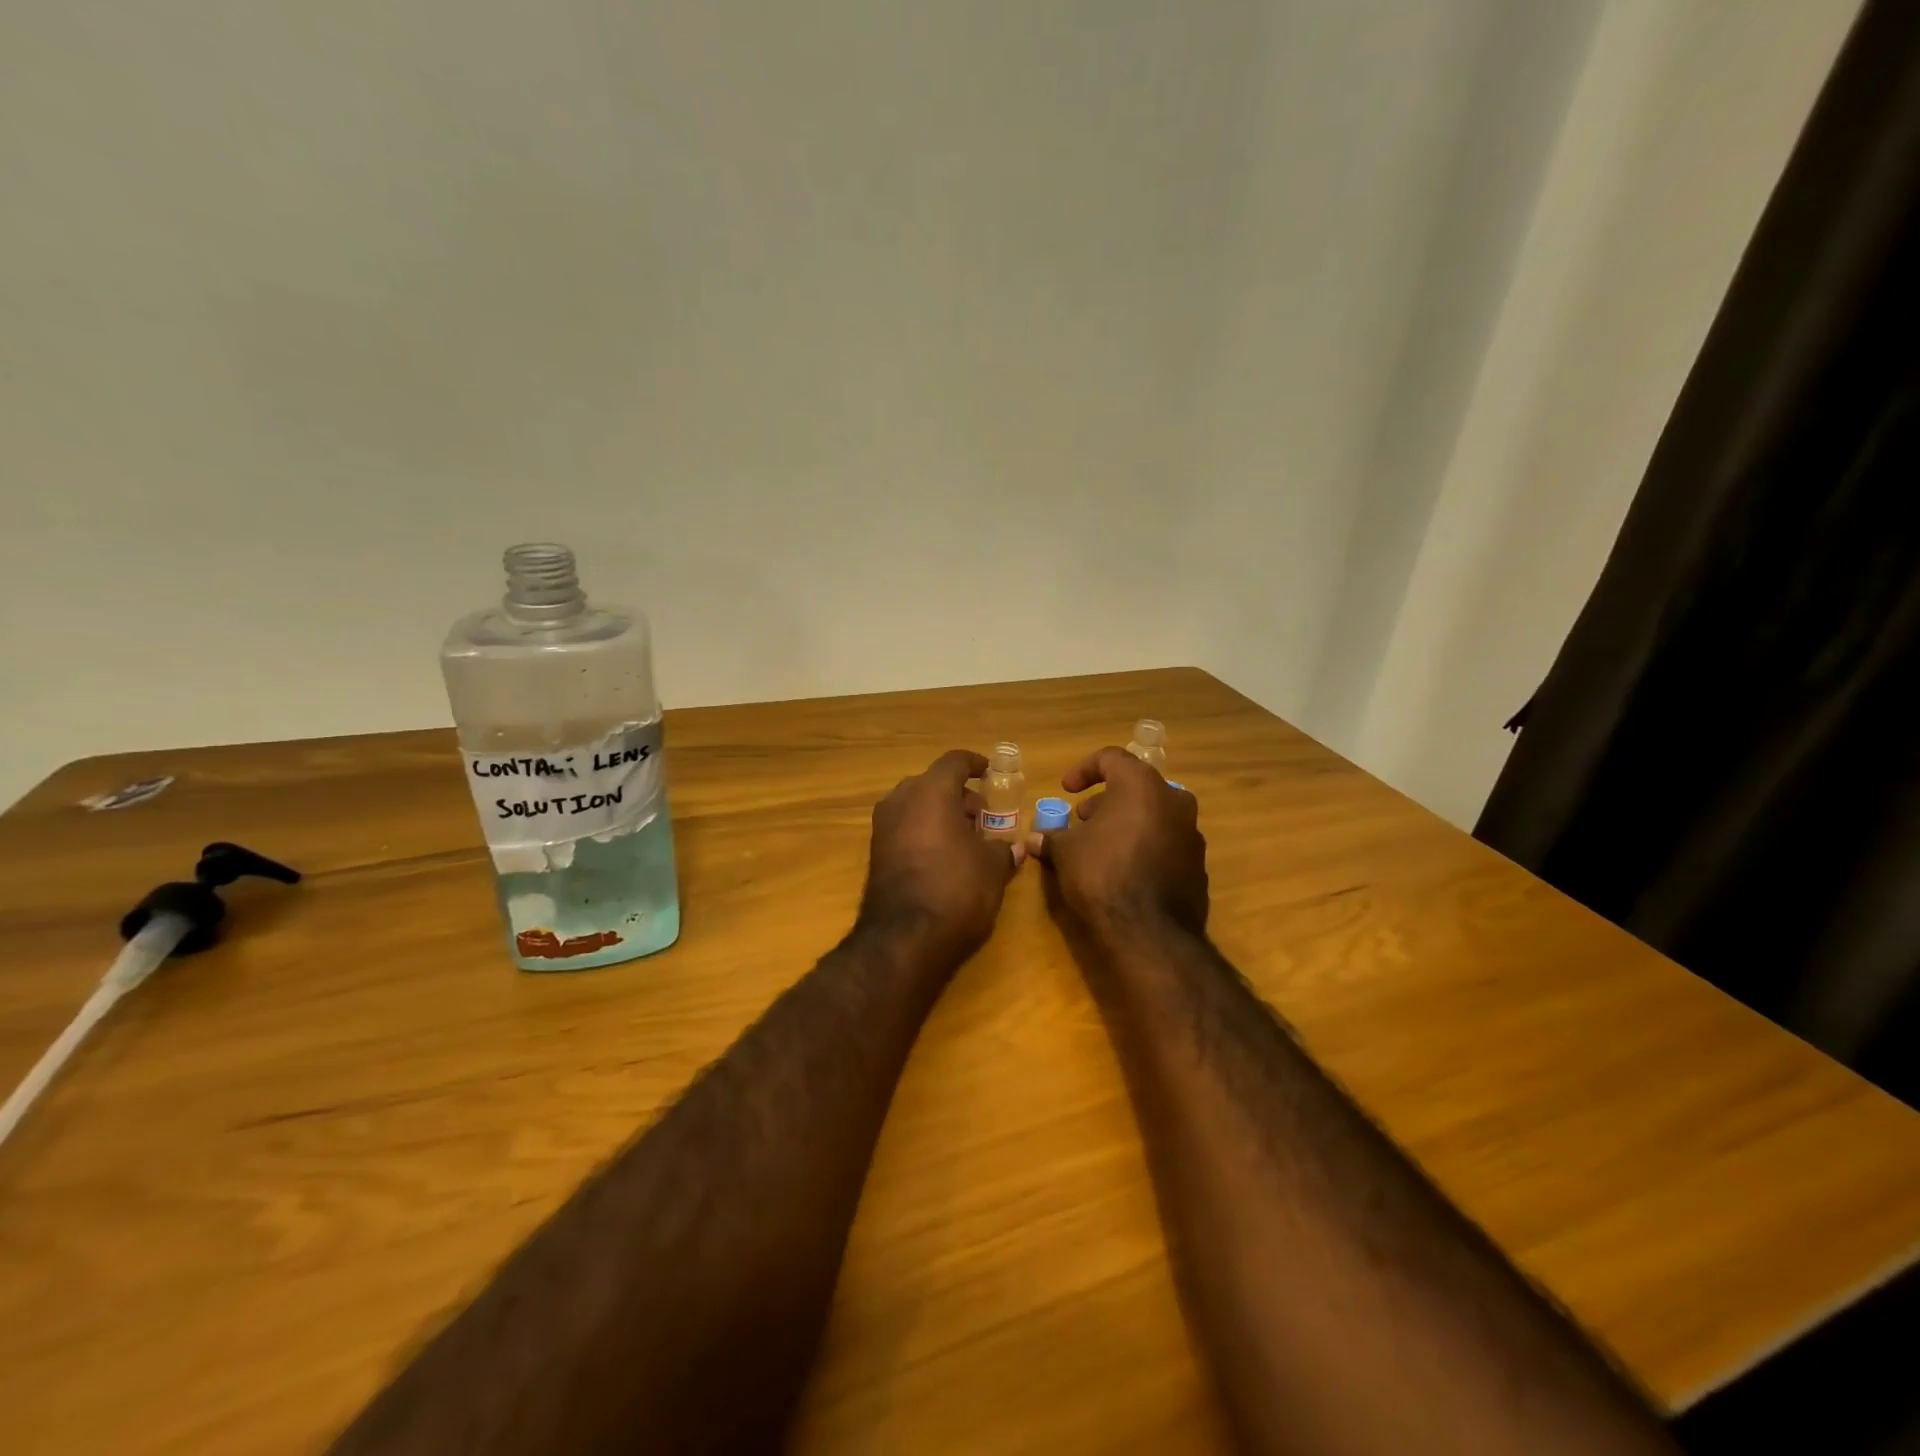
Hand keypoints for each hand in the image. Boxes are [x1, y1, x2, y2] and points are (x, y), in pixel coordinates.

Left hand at [857, 749, 1025, 963]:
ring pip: (915, 805)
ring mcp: (883, 826)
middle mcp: (901, 800)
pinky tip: (943, 855)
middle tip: (981, 814)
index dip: (975, 764)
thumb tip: (1016, 848)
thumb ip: (1004, 850)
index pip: (954, 761)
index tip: (990, 773)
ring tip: (965, 836)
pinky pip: (904, 827)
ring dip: (939, 813)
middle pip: (932, 782)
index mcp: (931, 791)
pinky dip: (923, 831)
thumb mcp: (992, 868)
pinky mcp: (875, 853)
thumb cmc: (957, 888)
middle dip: (958, 794)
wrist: (905, 937)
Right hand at [1028, 747, 1206, 940]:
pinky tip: (1124, 870)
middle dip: (1106, 801)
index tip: (1067, 790)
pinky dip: (1145, 846)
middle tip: (1083, 821)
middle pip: (1137, 787)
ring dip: (1127, 823)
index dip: (1084, 770)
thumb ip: (1053, 838)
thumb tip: (1035, 841)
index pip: (1112, 758)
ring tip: (1101, 846)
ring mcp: (1191, 833)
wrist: (1149, 932)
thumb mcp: (1066, 852)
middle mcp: (1173, 800)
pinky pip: (1166, 843)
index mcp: (1141, 785)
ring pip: (1155, 815)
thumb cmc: (1101, 874)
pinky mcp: (1198, 864)